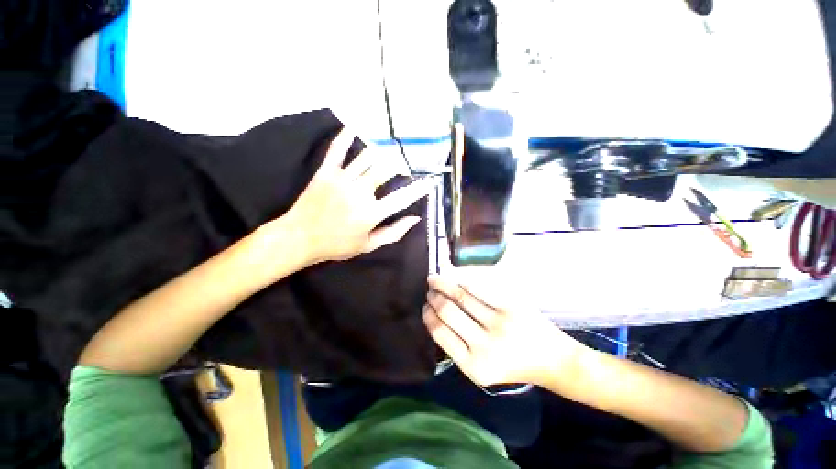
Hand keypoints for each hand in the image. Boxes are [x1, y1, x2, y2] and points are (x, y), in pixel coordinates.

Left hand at [280, 129, 429, 264]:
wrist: (299, 238)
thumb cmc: (337, 245)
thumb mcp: (369, 245)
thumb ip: (394, 232)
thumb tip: (415, 218)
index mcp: (372, 212)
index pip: (402, 197)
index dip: (419, 189)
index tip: (430, 182)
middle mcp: (361, 192)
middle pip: (386, 170)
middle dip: (398, 167)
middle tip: (403, 166)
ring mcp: (342, 179)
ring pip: (367, 158)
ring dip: (381, 152)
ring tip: (389, 146)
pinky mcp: (326, 172)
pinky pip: (338, 150)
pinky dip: (346, 137)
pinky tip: (354, 126)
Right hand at [423, 275, 587, 387]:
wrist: (552, 360)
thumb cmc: (512, 365)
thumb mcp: (481, 367)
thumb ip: (457, 346)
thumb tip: (435, 316)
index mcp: (473, 367)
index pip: (440, 333)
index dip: (429, 316)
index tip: (425, 307)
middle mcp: (485, 346)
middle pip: (449, 311)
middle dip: (434, 297)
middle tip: (429, 290)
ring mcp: (500, 324)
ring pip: (462, 296)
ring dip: (444, 285)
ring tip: (436, 280)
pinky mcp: (511, 307)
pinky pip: (479, 289)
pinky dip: (462, 281)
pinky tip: (455, 277)